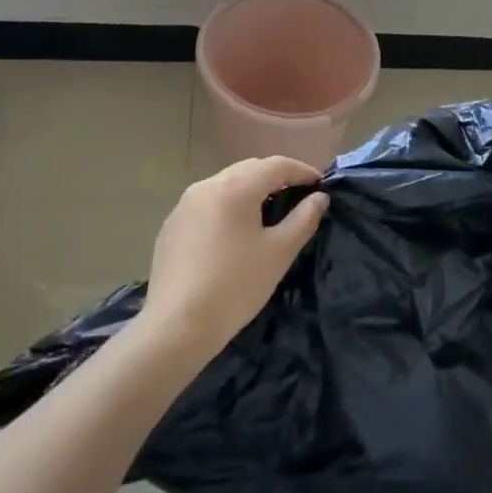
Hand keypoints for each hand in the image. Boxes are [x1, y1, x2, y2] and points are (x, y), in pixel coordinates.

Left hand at [139, 157, 328, 359]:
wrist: (176, 326)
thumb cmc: (235, 285)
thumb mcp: (279, 252)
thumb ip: (303, 219)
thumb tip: (319, 198)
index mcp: (235, 187)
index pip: (276, 165)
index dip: (301, 171)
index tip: (320, 184)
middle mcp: (207, 185)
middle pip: (249, 170)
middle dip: (276, 177)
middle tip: (297, 194)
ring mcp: (184, 205)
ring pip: (226, 185)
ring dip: (250, 190)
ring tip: (268, 211)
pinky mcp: (171, 226)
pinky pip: (207, 204)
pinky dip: (227, 207)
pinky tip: (233, 232)